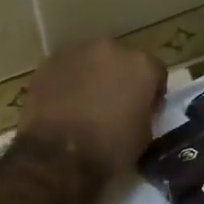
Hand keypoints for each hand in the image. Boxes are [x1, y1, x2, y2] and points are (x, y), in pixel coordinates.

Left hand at [19, 39, 165, 178]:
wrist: (58, 155)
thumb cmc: (109, 150)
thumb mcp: (144, 137)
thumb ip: (145, 113)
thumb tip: (136, 109)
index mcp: (142, 66)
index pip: (155, 73)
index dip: (151, 93)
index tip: (144, 110)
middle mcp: (111, 49)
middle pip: (121, 60)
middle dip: (120, 78)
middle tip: (113, 105)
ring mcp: (76, 51)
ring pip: (91, 61)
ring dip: (92, 77)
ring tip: (85, 105)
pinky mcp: (48, 62)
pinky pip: (65, 69)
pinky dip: (67, 81)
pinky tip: (63, 104)